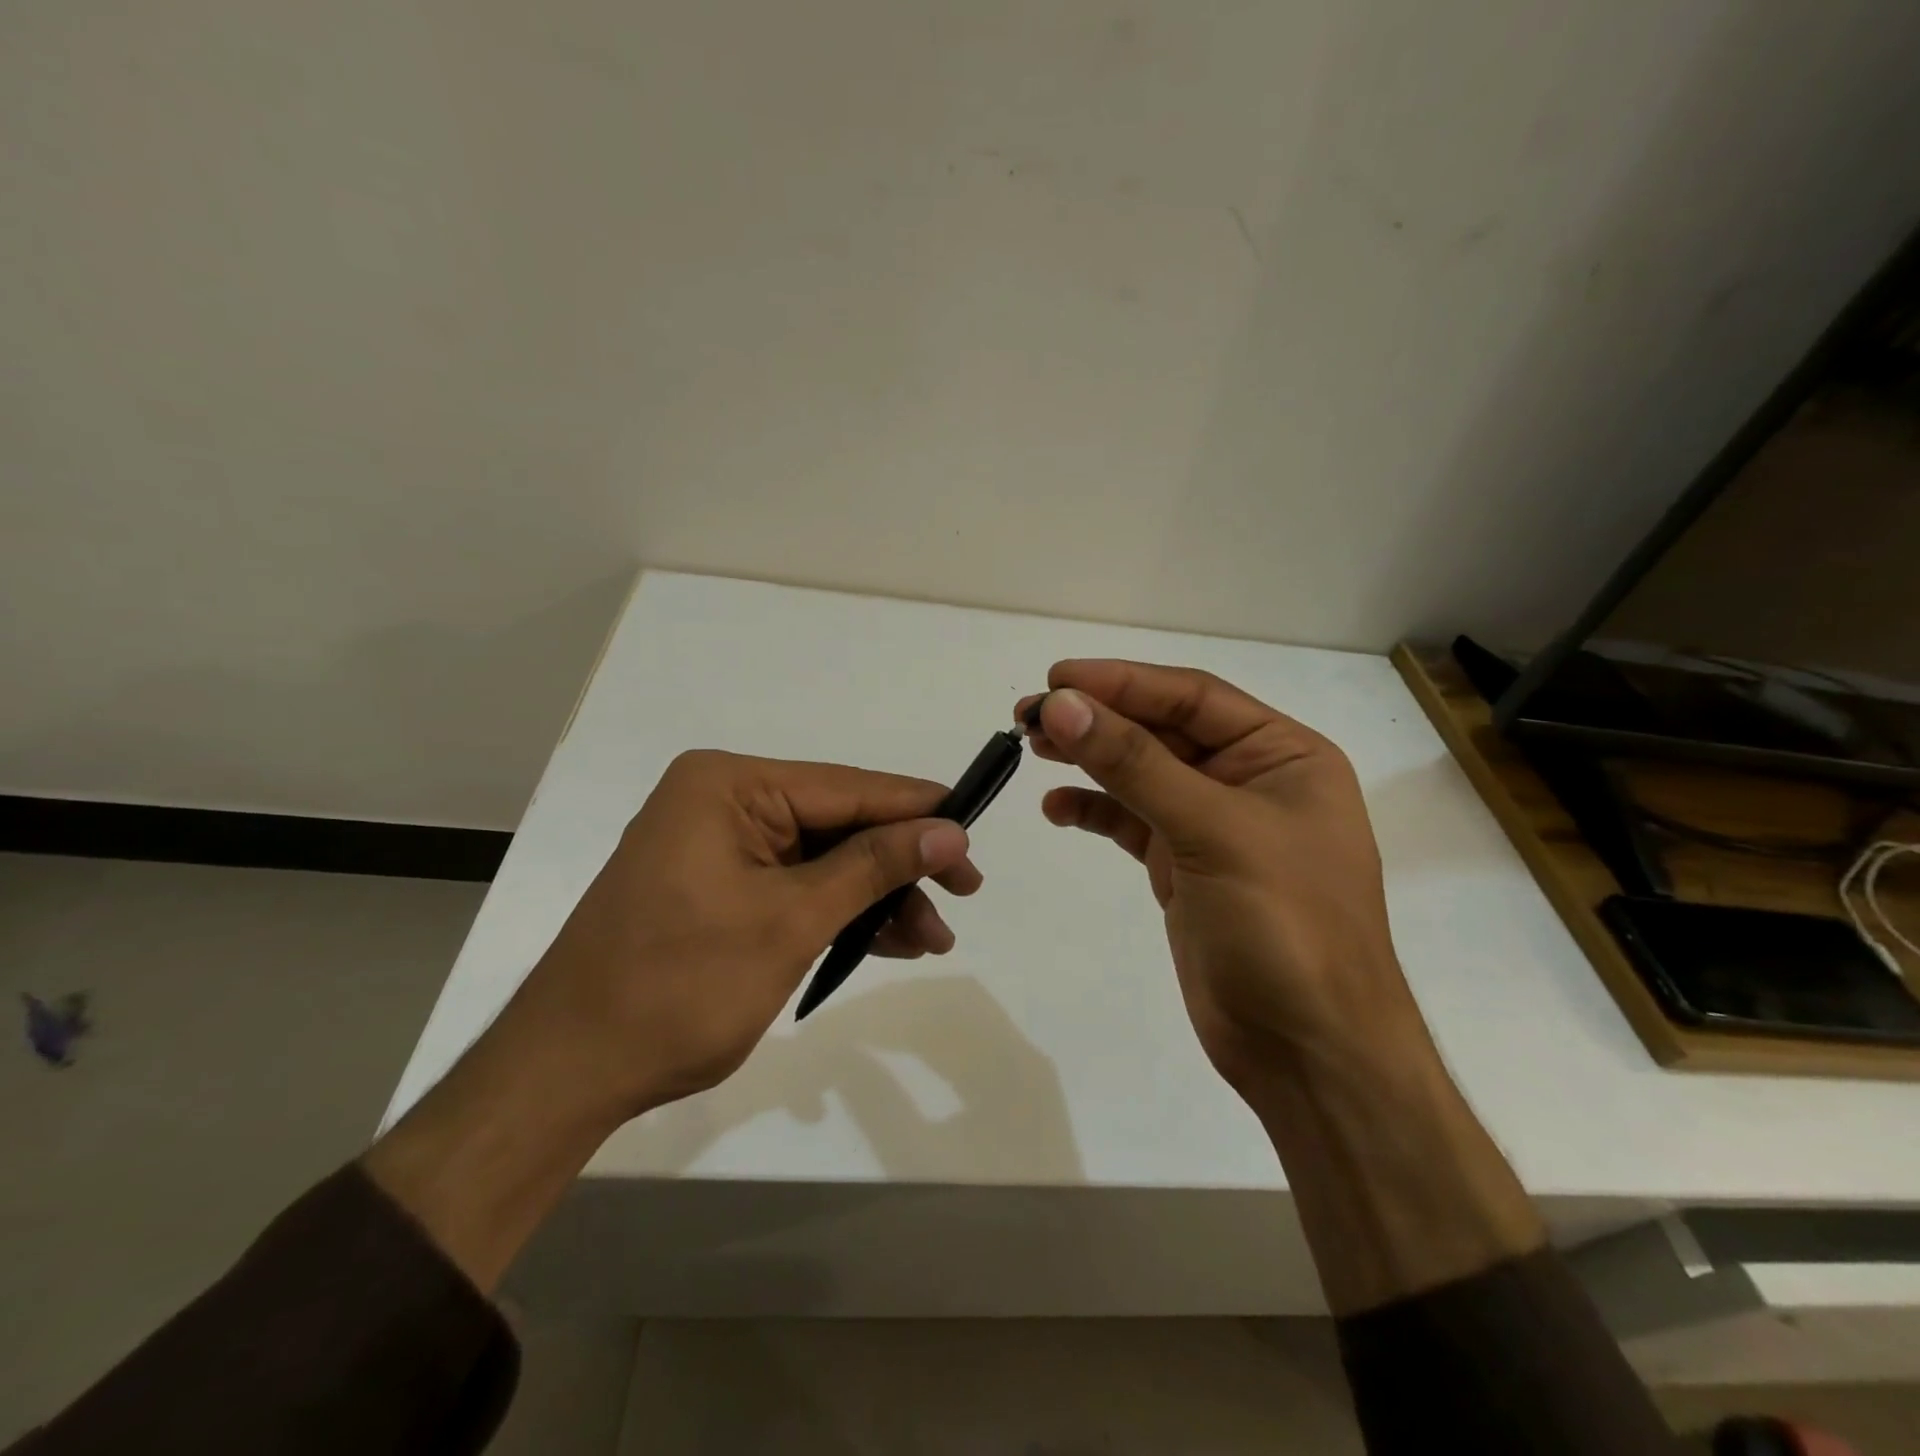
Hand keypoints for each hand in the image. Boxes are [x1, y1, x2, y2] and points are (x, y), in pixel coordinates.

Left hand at [503, 750, 981, 1122]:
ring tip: (934, 938)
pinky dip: (841, 914)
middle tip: (965, 893)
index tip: (975, 830)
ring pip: (824, 860)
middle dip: (900, 864)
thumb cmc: (678, 986)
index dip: (917, 809)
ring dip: (877, 897)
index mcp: (729, 785)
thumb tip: (950, 830)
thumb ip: (873, 867)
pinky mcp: (719, 887)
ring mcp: (719, 846)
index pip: (846, 787)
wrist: (569, 1072)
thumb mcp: (789, 921)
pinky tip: (890, 941)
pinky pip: (797, 887)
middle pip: (839, 823)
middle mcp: (723, 801)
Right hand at [1017, 661, 1417, 1101]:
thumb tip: (1061, 705)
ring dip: (1089, 759)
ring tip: (1030, 748)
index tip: (1055, 680)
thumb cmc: (1284, 927)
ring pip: (1142, 774)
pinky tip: (1057, 808)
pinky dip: (1095, 810)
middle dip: (1098, 719)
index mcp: (1282, 755)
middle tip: (1028, 715)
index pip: (1192, 696)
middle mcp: (1250, 781)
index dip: (1122, 682)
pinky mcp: (1185, 868)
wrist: (1308, 1052)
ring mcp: (1215, 826)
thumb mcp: (1212, 831)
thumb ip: (1134, 764)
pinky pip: (1132, 823)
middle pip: (1162, 730)